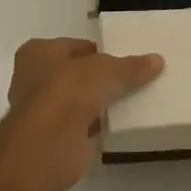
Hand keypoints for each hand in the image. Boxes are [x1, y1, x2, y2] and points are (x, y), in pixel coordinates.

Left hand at [0, 38, 163, 190]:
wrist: (48, 144)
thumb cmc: (68, 91)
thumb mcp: (107, 71)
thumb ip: (130, 67)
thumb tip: (157, 61)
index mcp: (38, 52)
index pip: (74, 46)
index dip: (98, 52)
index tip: (122, 59)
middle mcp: (33, 79)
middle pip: (74, 74)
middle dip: (97, 79)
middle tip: (128, 81)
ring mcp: (40, 111)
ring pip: (76, 101)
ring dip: (96, 104)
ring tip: (129, 102)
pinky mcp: (51, 139)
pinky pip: (79, 126)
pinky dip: (94, 127)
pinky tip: (116, 126)